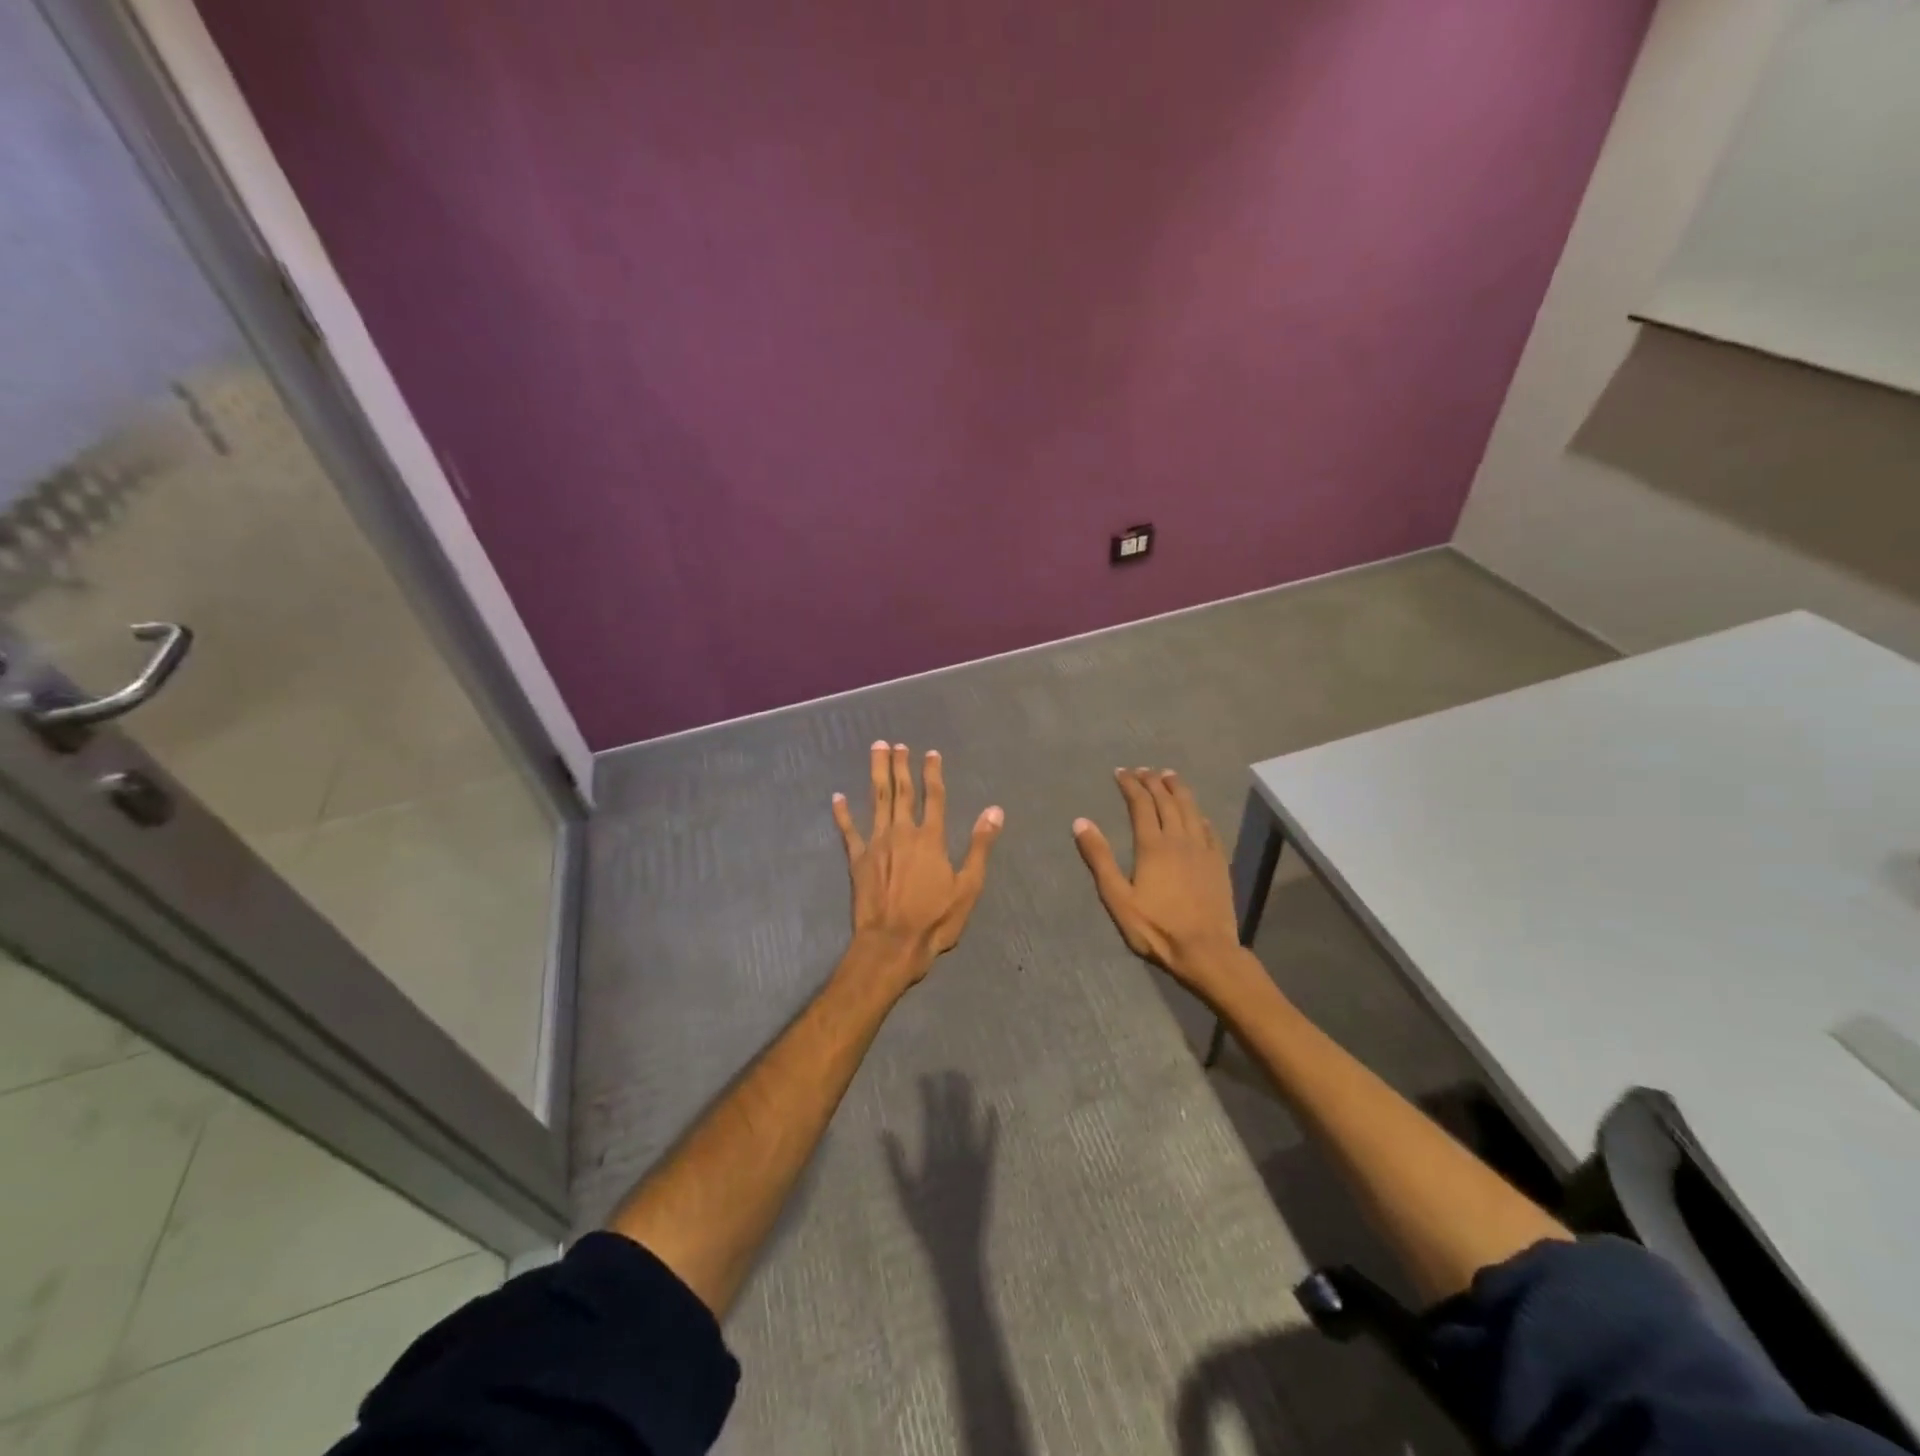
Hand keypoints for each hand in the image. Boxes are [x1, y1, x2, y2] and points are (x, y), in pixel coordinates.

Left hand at [833, 742, 1003, 987]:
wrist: (892, 944)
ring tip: (876, 751)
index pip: (935, 797)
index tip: (931, 753)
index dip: (933, 773)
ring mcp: (877, 845)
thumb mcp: (968, 886)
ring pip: (877, 801)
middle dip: (900, 765)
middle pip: (902, 792)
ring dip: (877, 774)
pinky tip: (837, 797)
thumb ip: (980, 846)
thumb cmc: (935, 919)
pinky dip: (842, 813)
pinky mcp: (857, 860)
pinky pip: (848, 831)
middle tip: (896, 744)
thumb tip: (995, 811)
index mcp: (931, 839)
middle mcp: (902, 833)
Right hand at [883, 1071, 999, 1252]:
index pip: (930, 1118)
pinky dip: (991, 1126)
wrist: (956, 1252)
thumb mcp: (904, 1195)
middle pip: (952, 1115)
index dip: (929, 1095)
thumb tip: (885, 1132)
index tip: (925, 1077)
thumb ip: (894, 1162)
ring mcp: (972, 1162)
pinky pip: (990, 1144)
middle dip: (950, 1090)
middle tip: (948, 1069)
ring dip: (967, 1100)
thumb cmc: (926, 1225)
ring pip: (969, 1123)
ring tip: (965, 1079)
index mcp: (932, 1158)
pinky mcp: (986, 1171)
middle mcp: (953, 1155)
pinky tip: (992, 1107)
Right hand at [1072, 768, 1248, 997]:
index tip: (1120, 772)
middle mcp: (1179, 839)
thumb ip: (1099, 858)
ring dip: (1177, 789)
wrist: (1206, 950)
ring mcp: (1202, 849)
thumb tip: (1081, 822)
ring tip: (1169, 776)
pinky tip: (1196, 812)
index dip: (1130, 785)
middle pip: (1166, 800)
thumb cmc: (1156, 928)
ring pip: (1190, 808)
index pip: (1140, 804)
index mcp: (1152, 845)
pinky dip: (1198, 814)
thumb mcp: (1117, 897)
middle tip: (1142, 770)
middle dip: (1152, 781)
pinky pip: (1208, 828)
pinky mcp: (1218, 862)